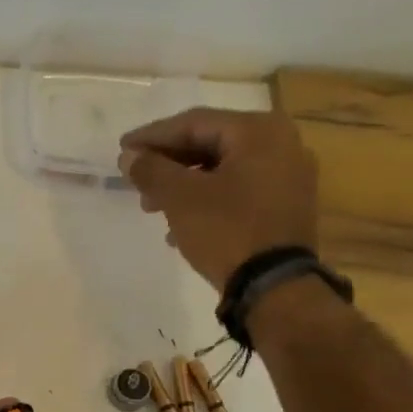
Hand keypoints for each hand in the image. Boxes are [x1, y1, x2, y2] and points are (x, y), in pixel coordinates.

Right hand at [117, 100, 318, 290]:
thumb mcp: (180, 198)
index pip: (193, 123)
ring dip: (184, 186)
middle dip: (168, 165)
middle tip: (136, 183)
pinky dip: (208, 200)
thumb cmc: (227, 231)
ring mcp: (289, 176)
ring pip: (223, 170)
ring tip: (153, 209)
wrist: (275, 287)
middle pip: (210, 144)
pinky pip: (239, 191)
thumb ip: (151, 170)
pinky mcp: (288, 206)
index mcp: (258, 131)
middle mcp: (282, 143)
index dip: (152, 137)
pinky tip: (181, 226)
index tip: (122, 150)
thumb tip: (129, 156)